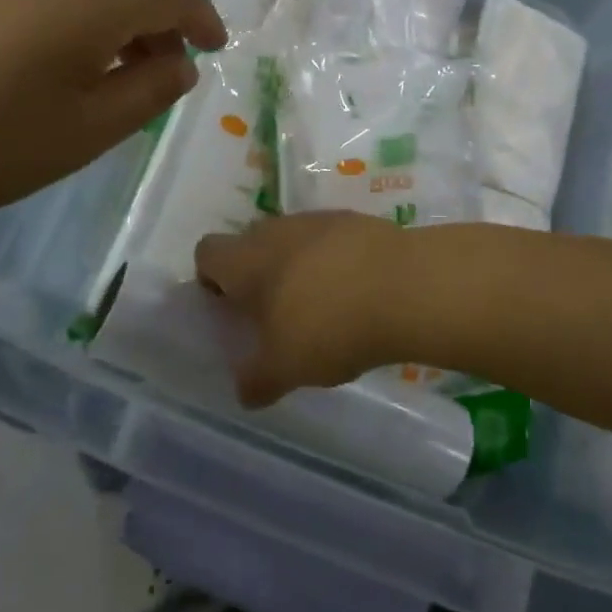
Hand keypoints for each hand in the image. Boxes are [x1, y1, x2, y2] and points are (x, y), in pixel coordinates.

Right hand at [195, 213, 414, 405]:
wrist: (404, 286)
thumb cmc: (328, 325)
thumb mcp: (285, 368)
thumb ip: (257, 380)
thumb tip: (245, 391)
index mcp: (245, 259)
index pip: (207, 252)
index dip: (210, 279)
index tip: (229, 309)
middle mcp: (275, 230)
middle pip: (250, 244)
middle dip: (257, 275)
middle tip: (275, 315)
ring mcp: (317, 220)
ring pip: (292, 241)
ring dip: (297, 267)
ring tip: (321, 307)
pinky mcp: (356, 220)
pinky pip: (331, 240)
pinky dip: (334, 262)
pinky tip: (356, 293)